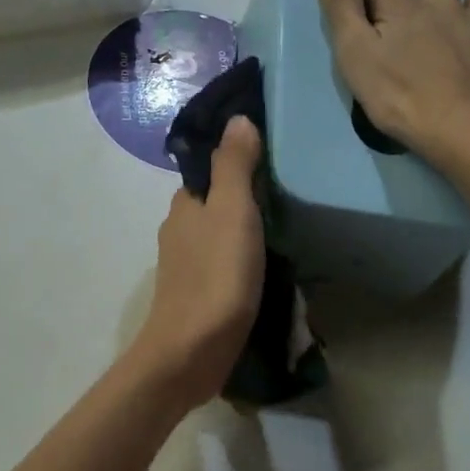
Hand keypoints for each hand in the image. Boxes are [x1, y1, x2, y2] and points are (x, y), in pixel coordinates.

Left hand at [129, 117, 265, 407]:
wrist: (191, 351)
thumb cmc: (215, 276)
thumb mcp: (232, 212)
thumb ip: (234, 166)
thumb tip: (237, 119)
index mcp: (184, 205)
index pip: (210, 170)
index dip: (236, 159)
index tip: (273, 154)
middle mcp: (179, 229)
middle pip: (215, 202)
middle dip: (244, 195)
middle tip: (290, 191)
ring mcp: (185, 264)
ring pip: (219, 233)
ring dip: (244, 229)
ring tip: (287, 226)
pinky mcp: (197, 294)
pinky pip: (223, 263)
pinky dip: (242, 257)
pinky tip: (268, 265)